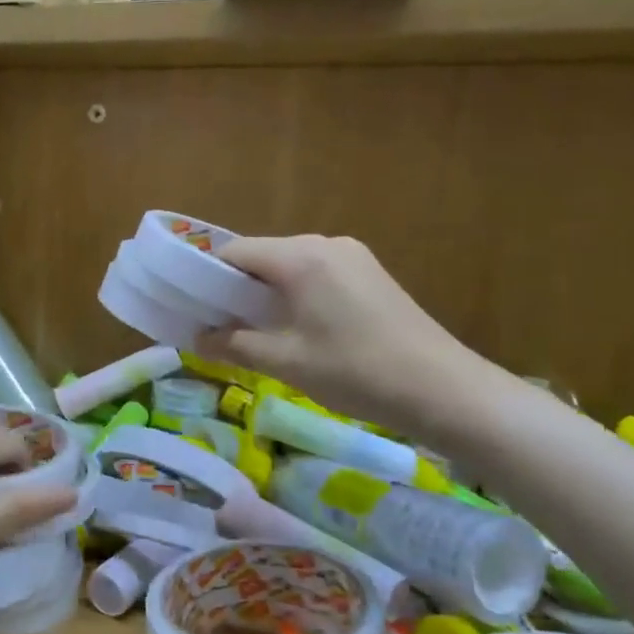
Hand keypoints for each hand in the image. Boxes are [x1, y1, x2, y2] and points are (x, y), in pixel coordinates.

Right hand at [195, 235, 490, 444]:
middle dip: (235, 288)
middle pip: (262, 257)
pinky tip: (296, 328)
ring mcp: (353, 256)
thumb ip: (234, 345)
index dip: (206, 276)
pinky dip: (295, 295)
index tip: (190, 306)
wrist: (443, 389)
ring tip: (255, 331)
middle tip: (218, 325)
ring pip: (289, 266)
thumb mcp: (285, 361)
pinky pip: (316, 274)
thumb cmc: (355, 370)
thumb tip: (197, 339)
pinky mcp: (370, 274)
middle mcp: (325, 244)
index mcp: (300, 256)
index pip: (234, 252)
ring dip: (266, 293)